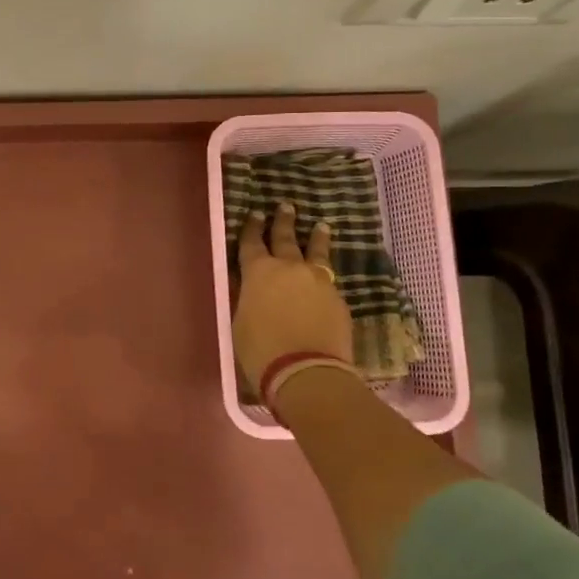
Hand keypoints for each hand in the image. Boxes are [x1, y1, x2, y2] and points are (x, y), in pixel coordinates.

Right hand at [233, 202, 352, 388]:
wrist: (307, 372)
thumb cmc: (261, 350)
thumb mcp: (240, 321)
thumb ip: (246, 298)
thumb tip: (249, 287)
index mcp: (258, 272)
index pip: (251, 243)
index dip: (251, 228)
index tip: (254, 214)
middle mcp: (289, 268)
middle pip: (286, 239)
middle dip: (283, 222)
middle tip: (286, 206)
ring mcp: (318, 281)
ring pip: (316, 252)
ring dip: (316, 238)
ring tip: (320, 226)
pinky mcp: (338, 299)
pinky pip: (328, 278)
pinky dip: (324, 272)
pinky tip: (325, 274)